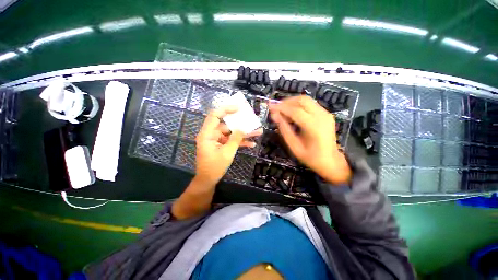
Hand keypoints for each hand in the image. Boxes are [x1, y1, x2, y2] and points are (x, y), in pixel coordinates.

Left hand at [195, 106, 262, 185]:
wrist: (208, 180)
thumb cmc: (215, 167)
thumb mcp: (227, 152)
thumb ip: (235, 139)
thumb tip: (243, 129)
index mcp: (207, 134)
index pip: (215, 115)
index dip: (226, 109)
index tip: (239, 108)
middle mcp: (211, 134)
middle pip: (226, 125)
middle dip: (241, 124)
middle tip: (252, 121)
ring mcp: (216, 140)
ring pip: (231, 134)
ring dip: (243, 134)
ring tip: (257, 133)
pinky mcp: (221, 145)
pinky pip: (231, 141)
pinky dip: (240, 142)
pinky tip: (251, 144)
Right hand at [269, 96, 350, 183]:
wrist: (331, 161)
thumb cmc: (311, 157)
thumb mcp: (294, 146)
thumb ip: (284, 130)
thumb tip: (274, 116)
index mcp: (314, 127)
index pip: (295, 111)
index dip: (281, 107)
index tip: (270, 106)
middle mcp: (322, 116)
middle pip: (302, 100)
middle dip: (287, 102)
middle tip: (276, 108)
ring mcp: (326, 113)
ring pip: (306, 100)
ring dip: (292, 102)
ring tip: (282, 111)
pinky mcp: (326, 114)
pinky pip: (310, 105)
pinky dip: (299, 106)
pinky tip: (292, 114)